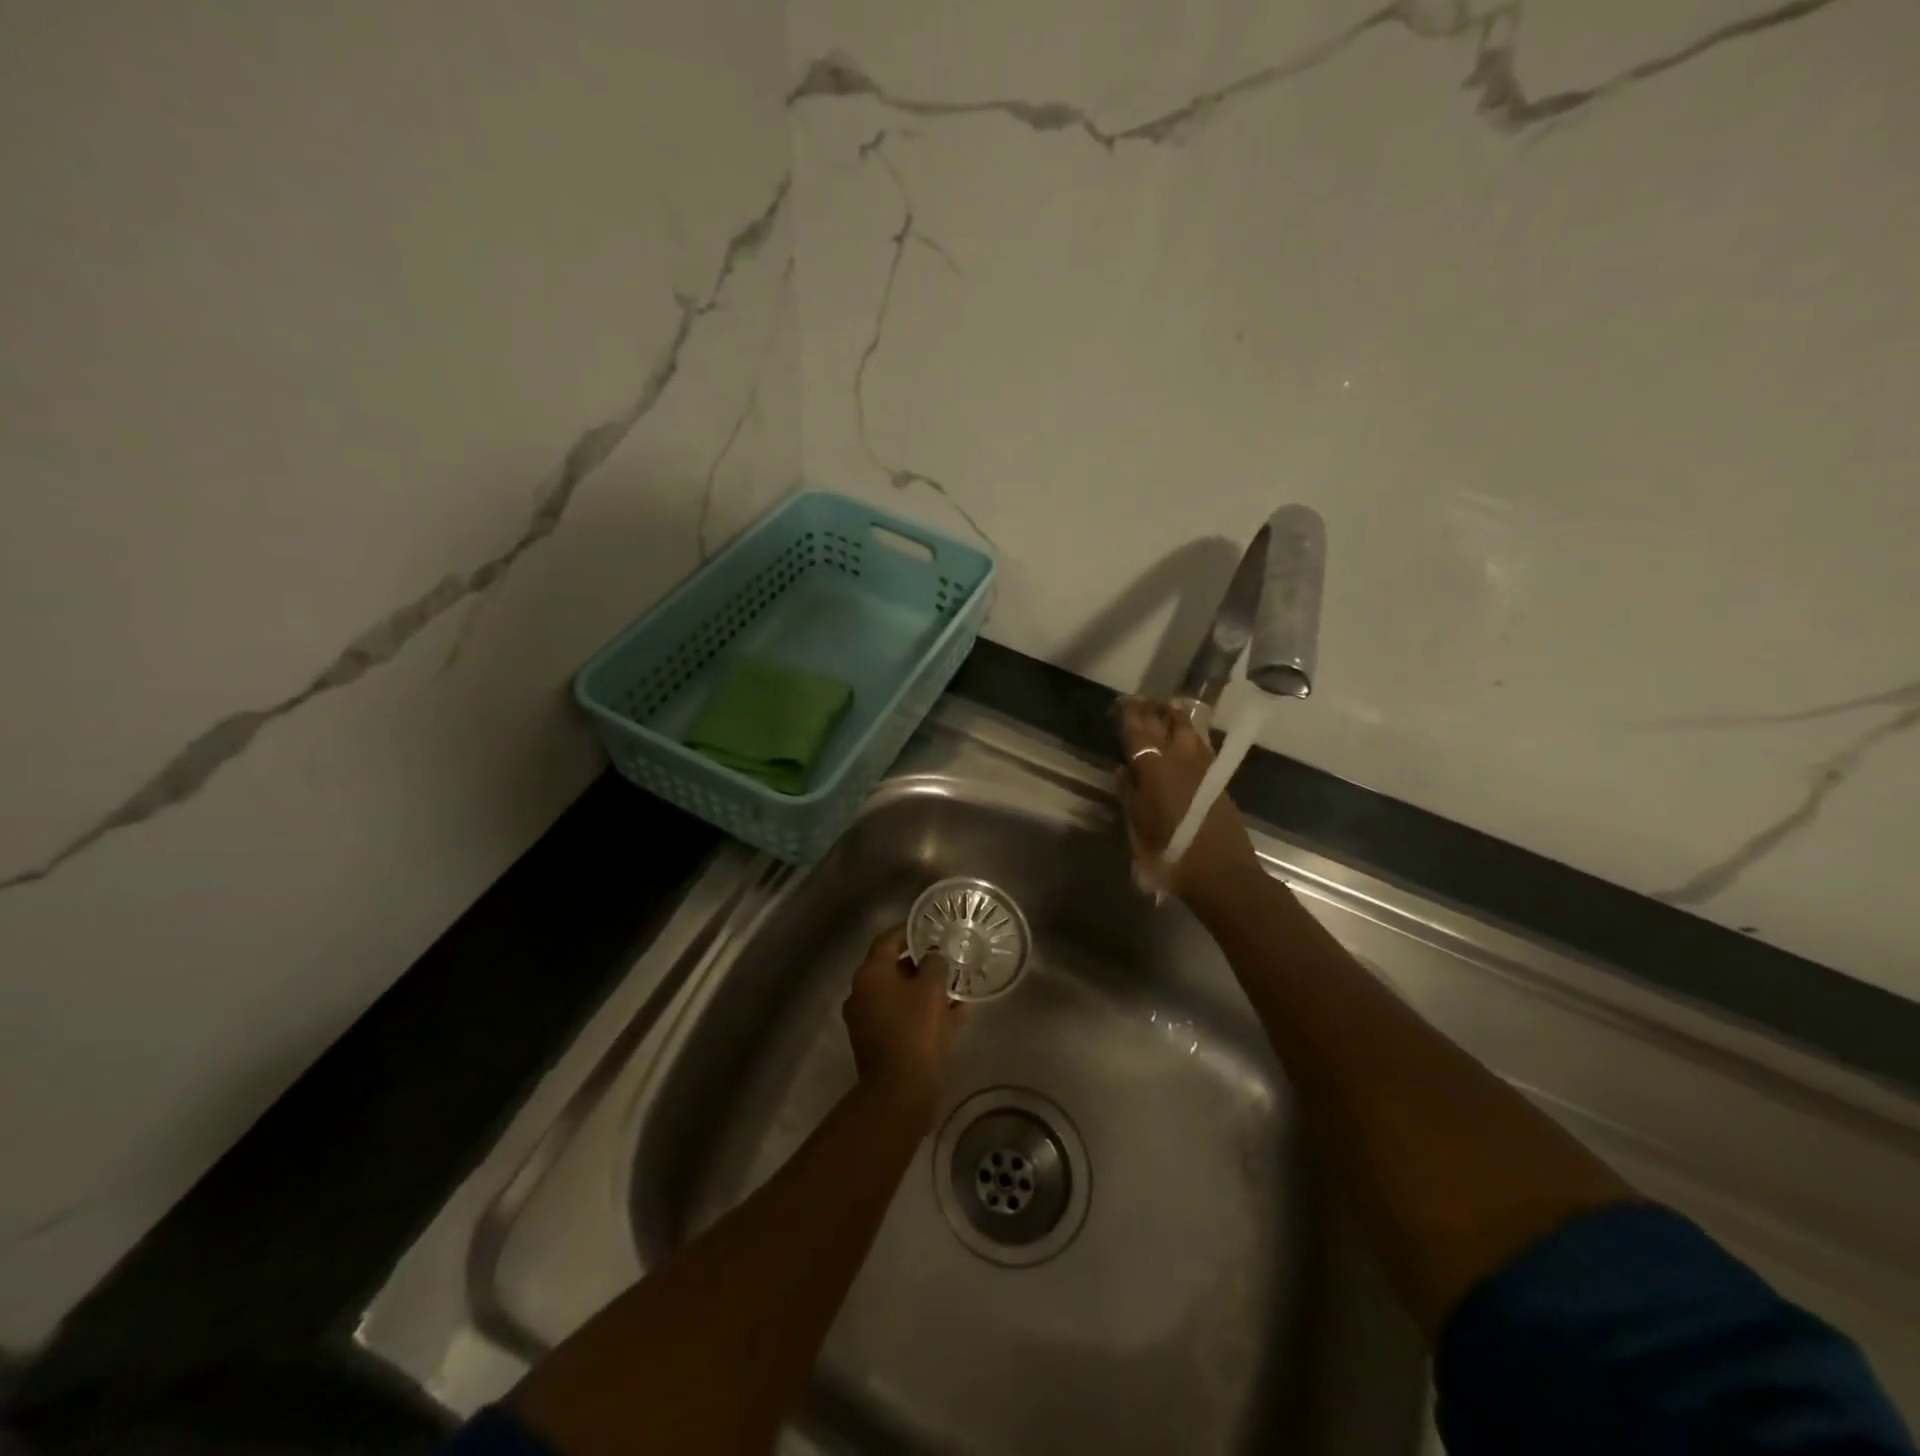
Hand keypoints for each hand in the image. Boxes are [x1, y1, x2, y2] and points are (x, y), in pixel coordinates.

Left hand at [842, 926, 965, 1104]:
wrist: (900, 1090)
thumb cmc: (915, 1029)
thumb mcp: (931, 988)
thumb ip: (934, 964)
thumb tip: (933, 957)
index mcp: (870, 974)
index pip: (888, 940)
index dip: (909, 931)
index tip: (930, 926)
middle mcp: (861, 993)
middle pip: (892, 968)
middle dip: (920, 963)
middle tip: (946, 958)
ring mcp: (866, 1020)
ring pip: (899, 995)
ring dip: (924, 990)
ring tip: (954, 987)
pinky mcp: (877, 1043)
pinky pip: (902, 1018)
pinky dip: (921, 1013)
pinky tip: (953, 1014)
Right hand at [1118, 698, 1263, 906]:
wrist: (1221, 873)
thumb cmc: (1169, 854)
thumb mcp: (1137, 828)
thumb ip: (1129, 795)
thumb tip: (1124, 771)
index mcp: (1153, 768)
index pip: (1138, 731)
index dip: (1130, 715)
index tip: (1124, 702)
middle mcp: (1179, 759)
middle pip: (1168, 723)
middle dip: (1155, 709)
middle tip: (1145, 700)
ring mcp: (1203, 766)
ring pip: (1190, 729)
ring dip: (1178, 717)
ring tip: (1170, 707)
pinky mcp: (1218, 778)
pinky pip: (1202, 744)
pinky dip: (1193, 734)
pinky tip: (1190, 735)